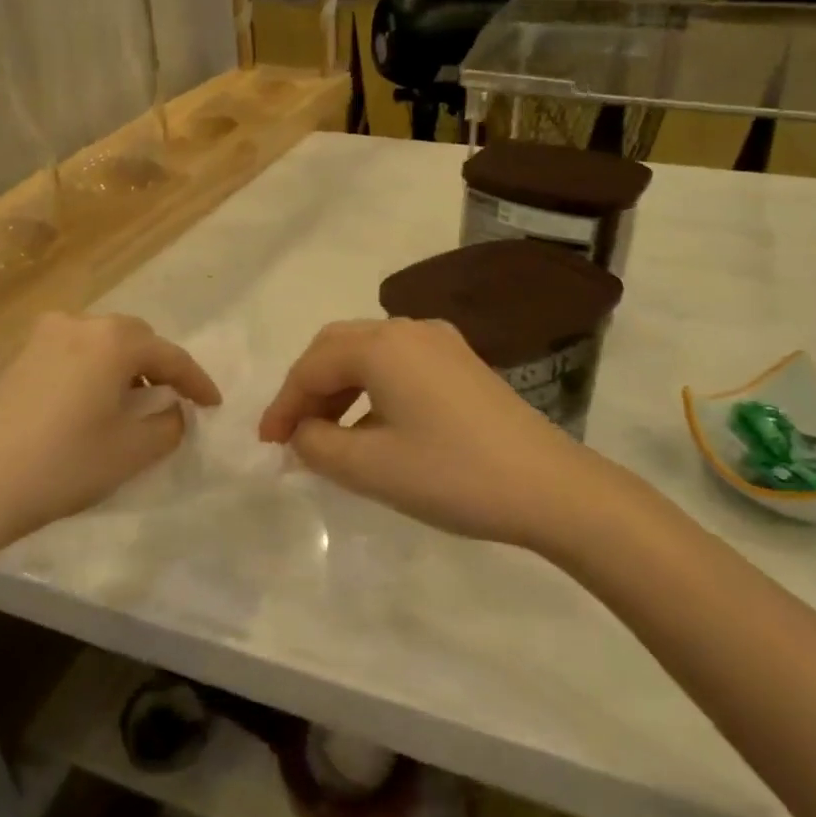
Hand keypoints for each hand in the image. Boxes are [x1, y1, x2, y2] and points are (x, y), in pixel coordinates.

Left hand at [0, 313, 218, 598]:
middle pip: (135, 339)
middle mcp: (79, 324)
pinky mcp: (16, 358)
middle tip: (173, 399)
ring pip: (101, 343)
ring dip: (125, 367)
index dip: (198, 382)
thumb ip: (168, 425)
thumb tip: (172, 410)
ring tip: (132, 401)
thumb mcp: (132, 451)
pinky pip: (72, 354)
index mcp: (113, 340)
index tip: (214, 405)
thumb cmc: (63, 465)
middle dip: (160, 366)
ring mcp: (41, 338)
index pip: (172, 356)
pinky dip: (93, 371)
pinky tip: (90, 403)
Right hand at [258, 318, 620, 550]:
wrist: (548, 487)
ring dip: (340, 389)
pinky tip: (372, 428)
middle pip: (338, 347)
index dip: (283, 404)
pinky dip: (372, 390)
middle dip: (308, 388)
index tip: (267, 444)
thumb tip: (302, 432)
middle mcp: (410, 330)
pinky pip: (399, 366)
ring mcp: (442, 344)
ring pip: (370, 355)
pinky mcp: (463, 364)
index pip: (312, 365)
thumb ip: (318, 445)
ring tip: (326, 435)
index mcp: (382, 346)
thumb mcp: (370, 467)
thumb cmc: (451, 474)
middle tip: (292, 433)